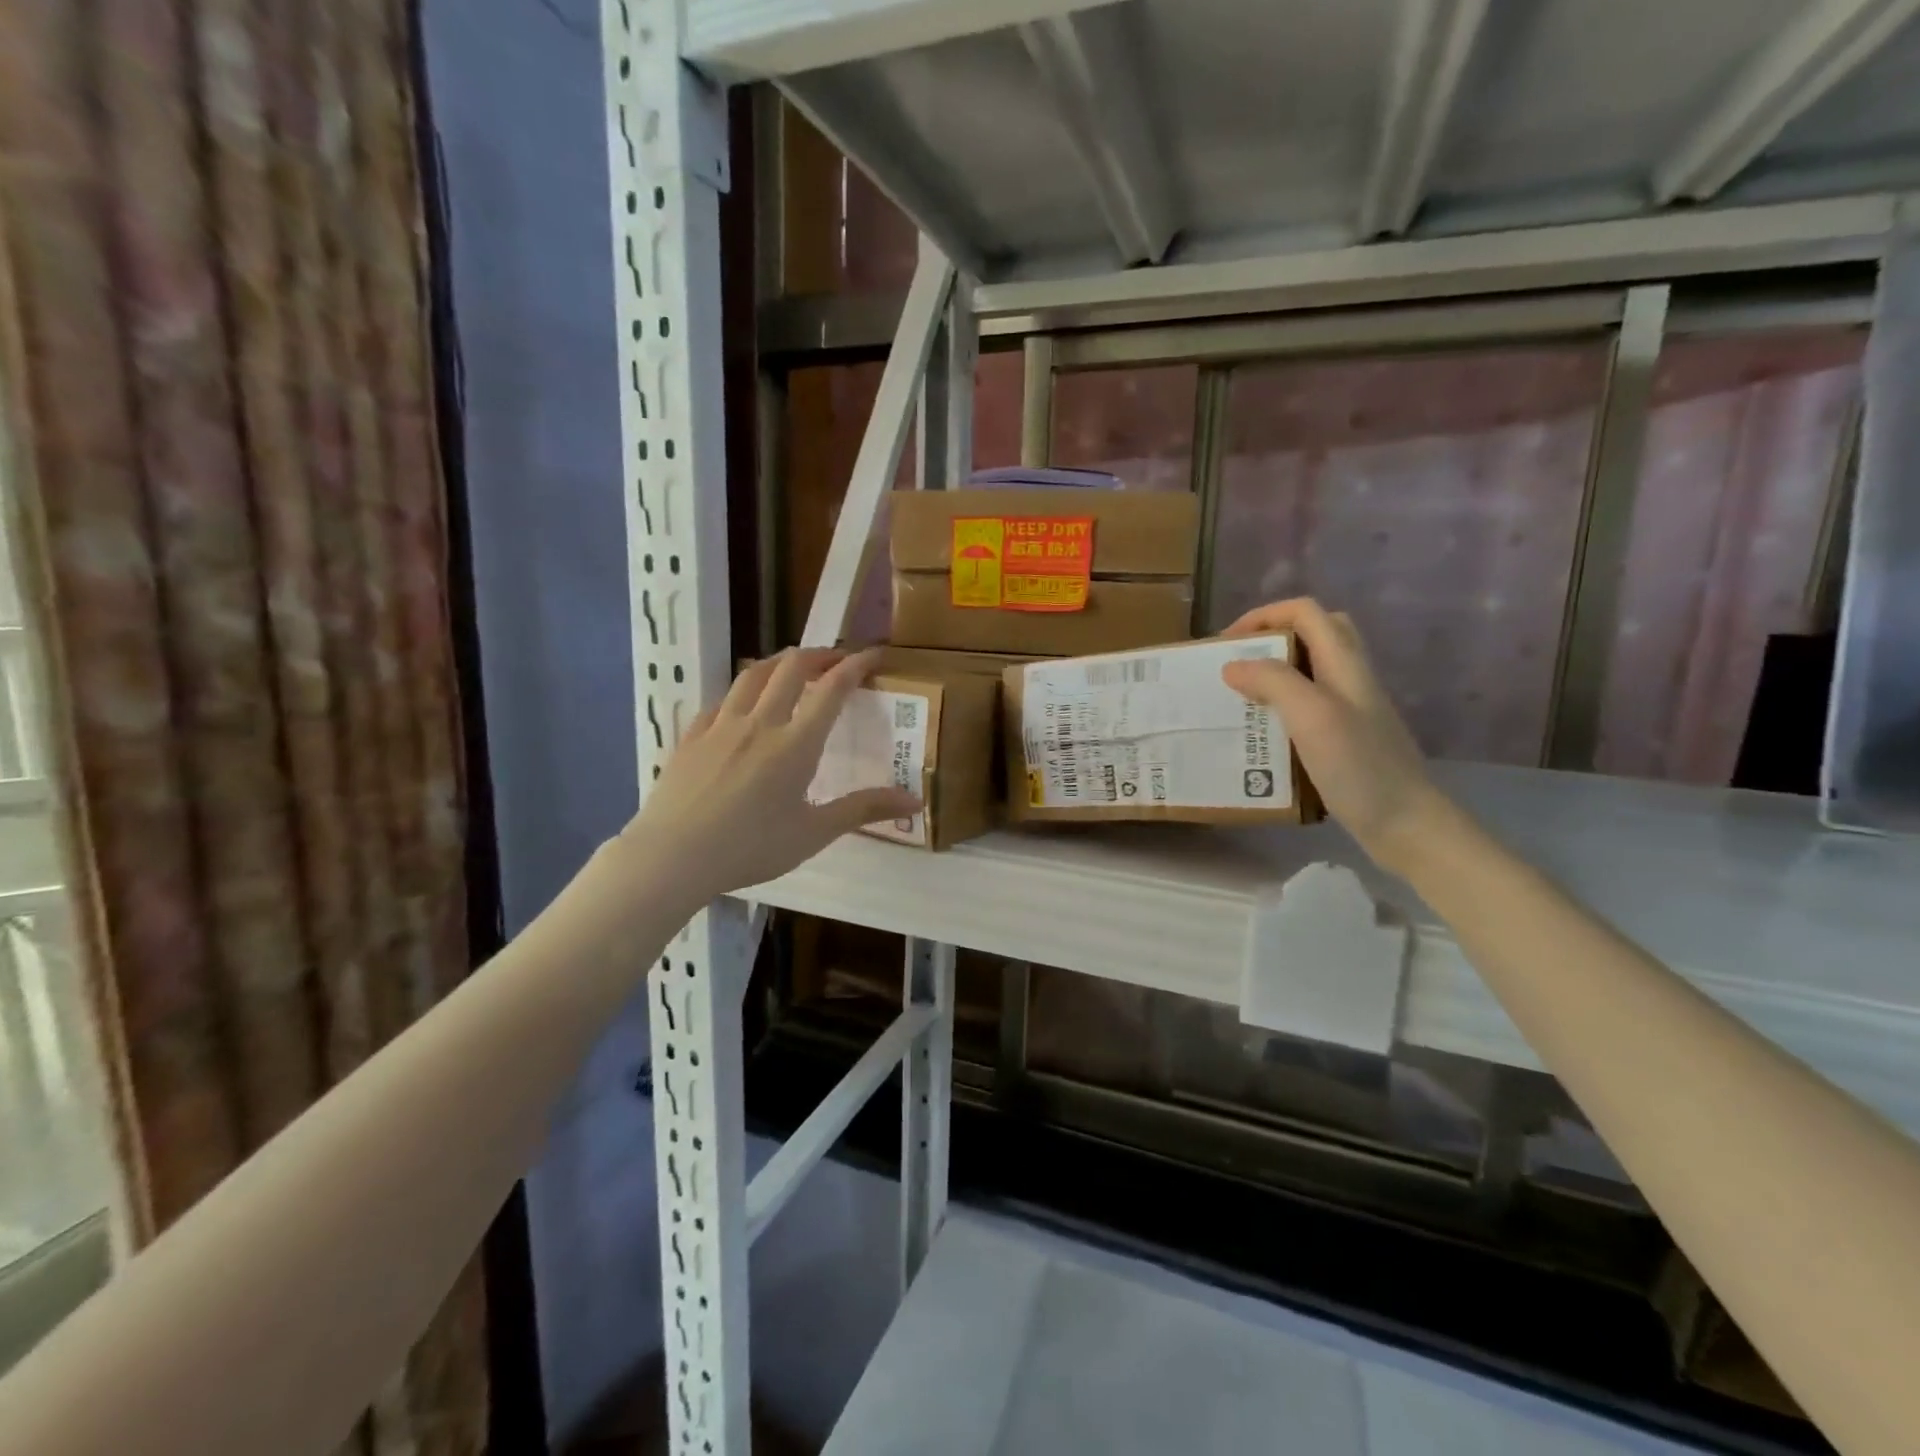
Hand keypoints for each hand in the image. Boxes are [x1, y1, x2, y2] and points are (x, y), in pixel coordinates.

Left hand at [616, 648, 921, 903]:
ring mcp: (720, 725)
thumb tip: (915, 801)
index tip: (873, 654)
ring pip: (752, 673)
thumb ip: (863, 810)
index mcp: (795, 743)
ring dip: (779, 662)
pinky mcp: (692, 735)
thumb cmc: (750, 848)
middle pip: (791, 667)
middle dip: (819, 655)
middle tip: (836, 660)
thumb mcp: (814, 833)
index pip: (832, 689)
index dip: (856, 665)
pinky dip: (742, 690)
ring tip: (793, 667)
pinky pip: (721, 699)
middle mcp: (760, 722)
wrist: (673, 856)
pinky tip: (743, 704)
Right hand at [1219, 598, 1454, 876]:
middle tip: (1236, 664)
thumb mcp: (1312, 716)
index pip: (1305, 612)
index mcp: (1345, 663)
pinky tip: (1261, 735)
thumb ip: (1273, 682)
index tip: (1226, 643)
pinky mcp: (1345, 738)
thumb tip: (1232, 665)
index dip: (1263, 616)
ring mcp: (1350, 709)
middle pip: (1313, 634)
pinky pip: (1307, 707)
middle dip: (1270, 639)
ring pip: (1309, 671)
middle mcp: (1350, 678)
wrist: (1407, 825)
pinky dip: (1280, 709)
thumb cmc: (1360, 766)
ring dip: (1272, 675)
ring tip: (1239, 699)